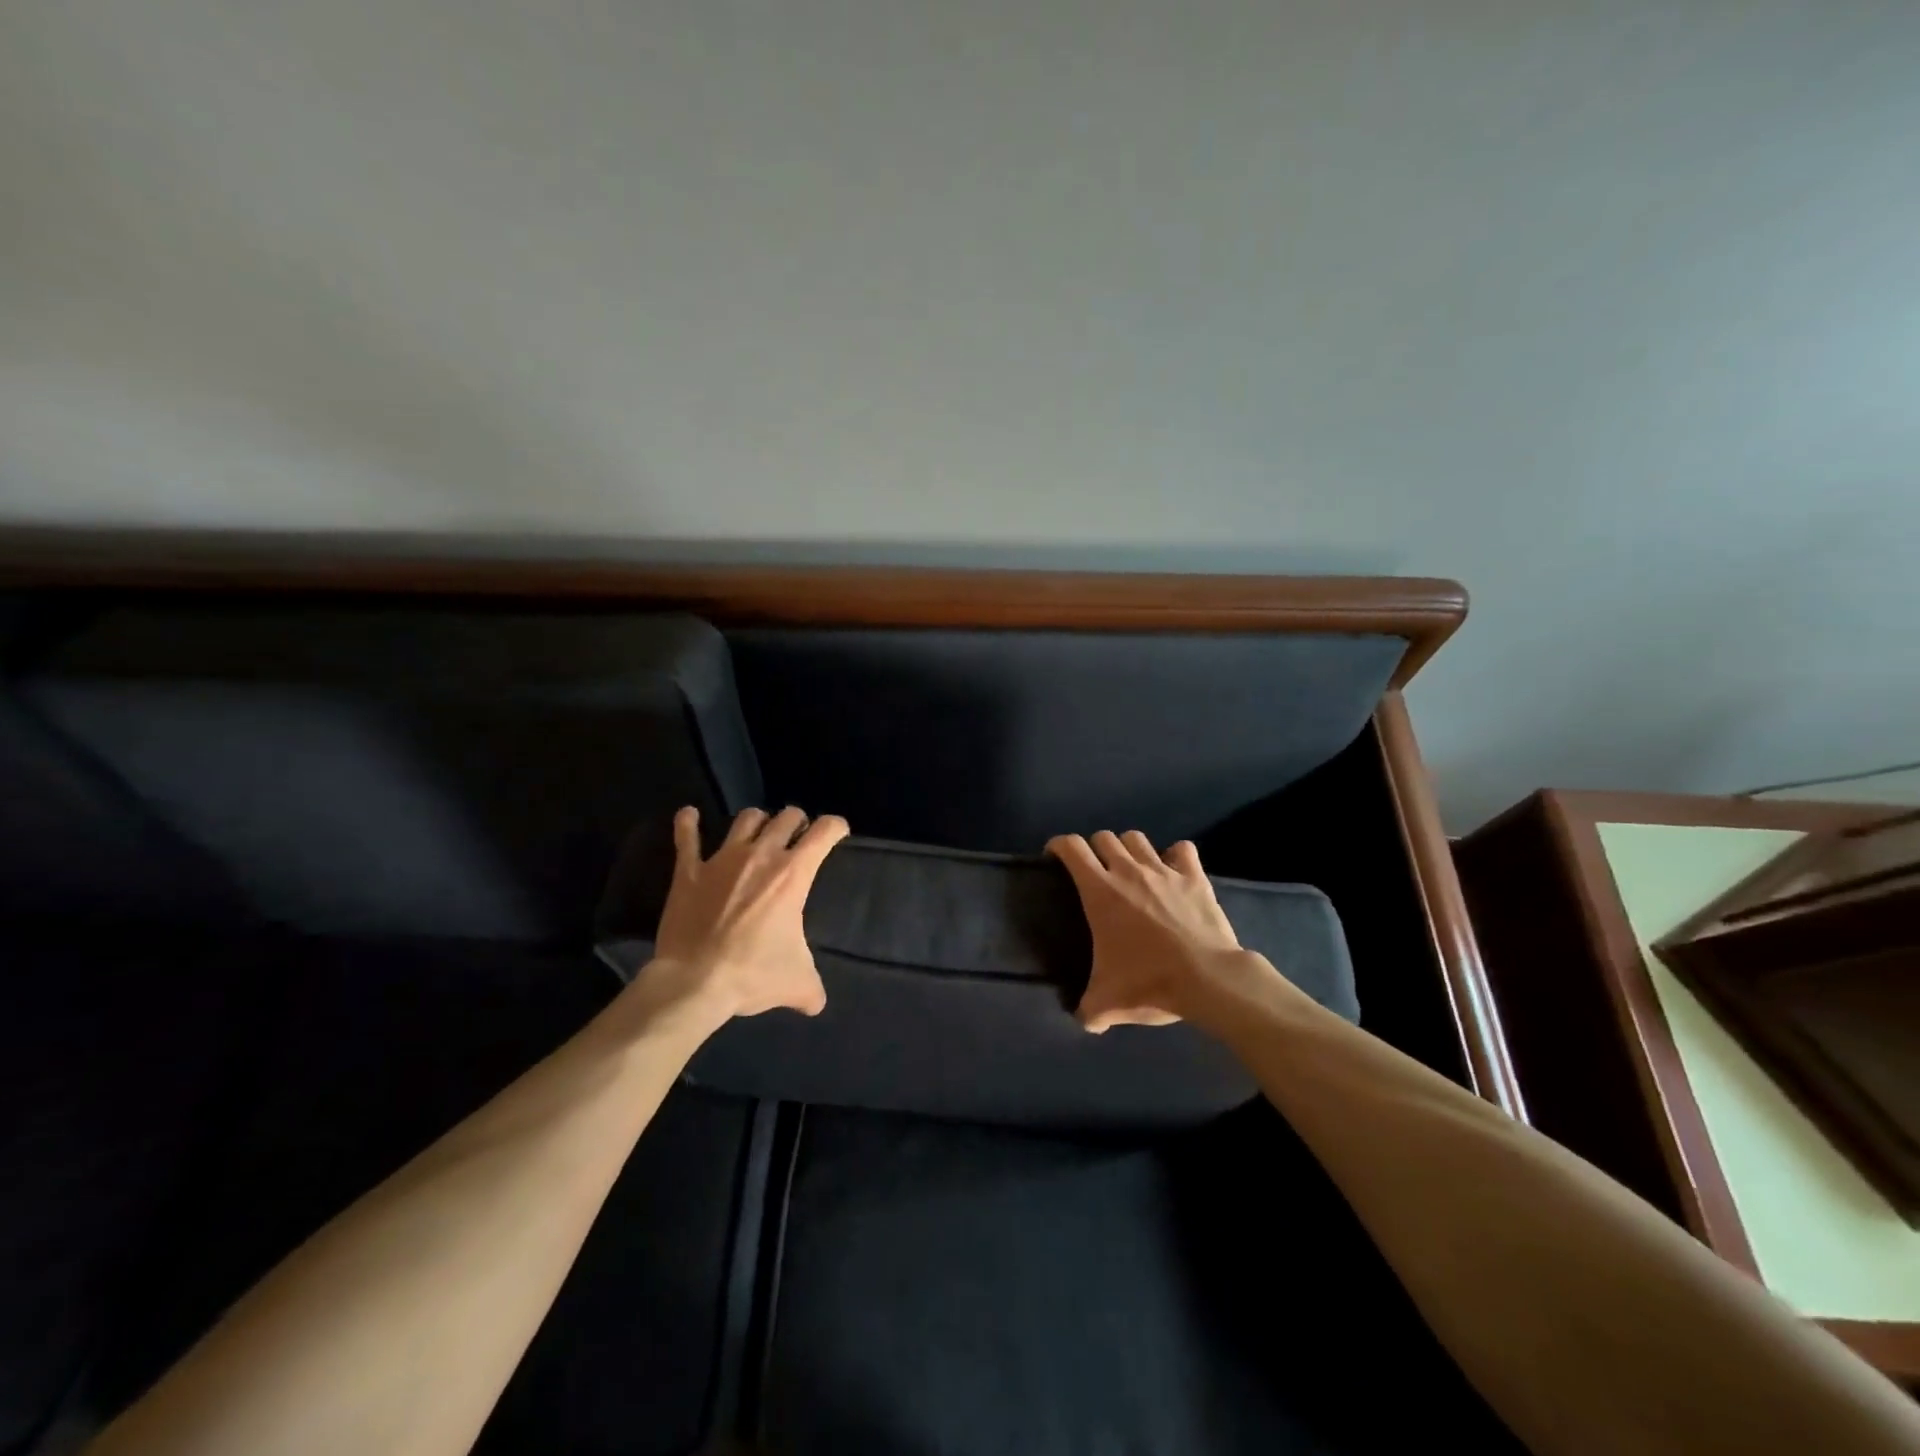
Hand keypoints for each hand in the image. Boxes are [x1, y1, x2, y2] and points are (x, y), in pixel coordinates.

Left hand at [647, 805, 848, 1021]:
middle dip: (797, 822)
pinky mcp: (689, 871)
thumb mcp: (797, 983)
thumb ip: (812, 989)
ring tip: (759, 833)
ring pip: (746, 819)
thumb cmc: (753, 974)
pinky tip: (689, 815)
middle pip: (786, 817)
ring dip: (757, 822)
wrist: (695, 982)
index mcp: (793, 874)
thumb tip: (816, 1004)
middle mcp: (761, 856)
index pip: (824, 831)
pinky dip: (688, 823)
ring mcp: (722, 859)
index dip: (836, 827)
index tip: (837, 832)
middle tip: (797, 838)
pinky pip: (687, 838)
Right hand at [1047, 830, 1275, 1032]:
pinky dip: (1175, 855)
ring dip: (1129, 848)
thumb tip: (1085, 1022)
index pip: (1071, 848)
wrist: (1207, 979)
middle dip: (1094, 848)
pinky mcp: (1194, 877)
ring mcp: (1163, 870)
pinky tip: (1173, 870)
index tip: (1054, 857)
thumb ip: (1089, 1010)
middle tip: (1095, 870)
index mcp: (1100, 891)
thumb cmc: (1149, 982)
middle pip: (1104, 837)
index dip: (1059, 845)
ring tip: (1130, 867)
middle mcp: (1128, 871)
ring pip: (1137, 839)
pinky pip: (1182, 850)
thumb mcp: (1109, 1003)